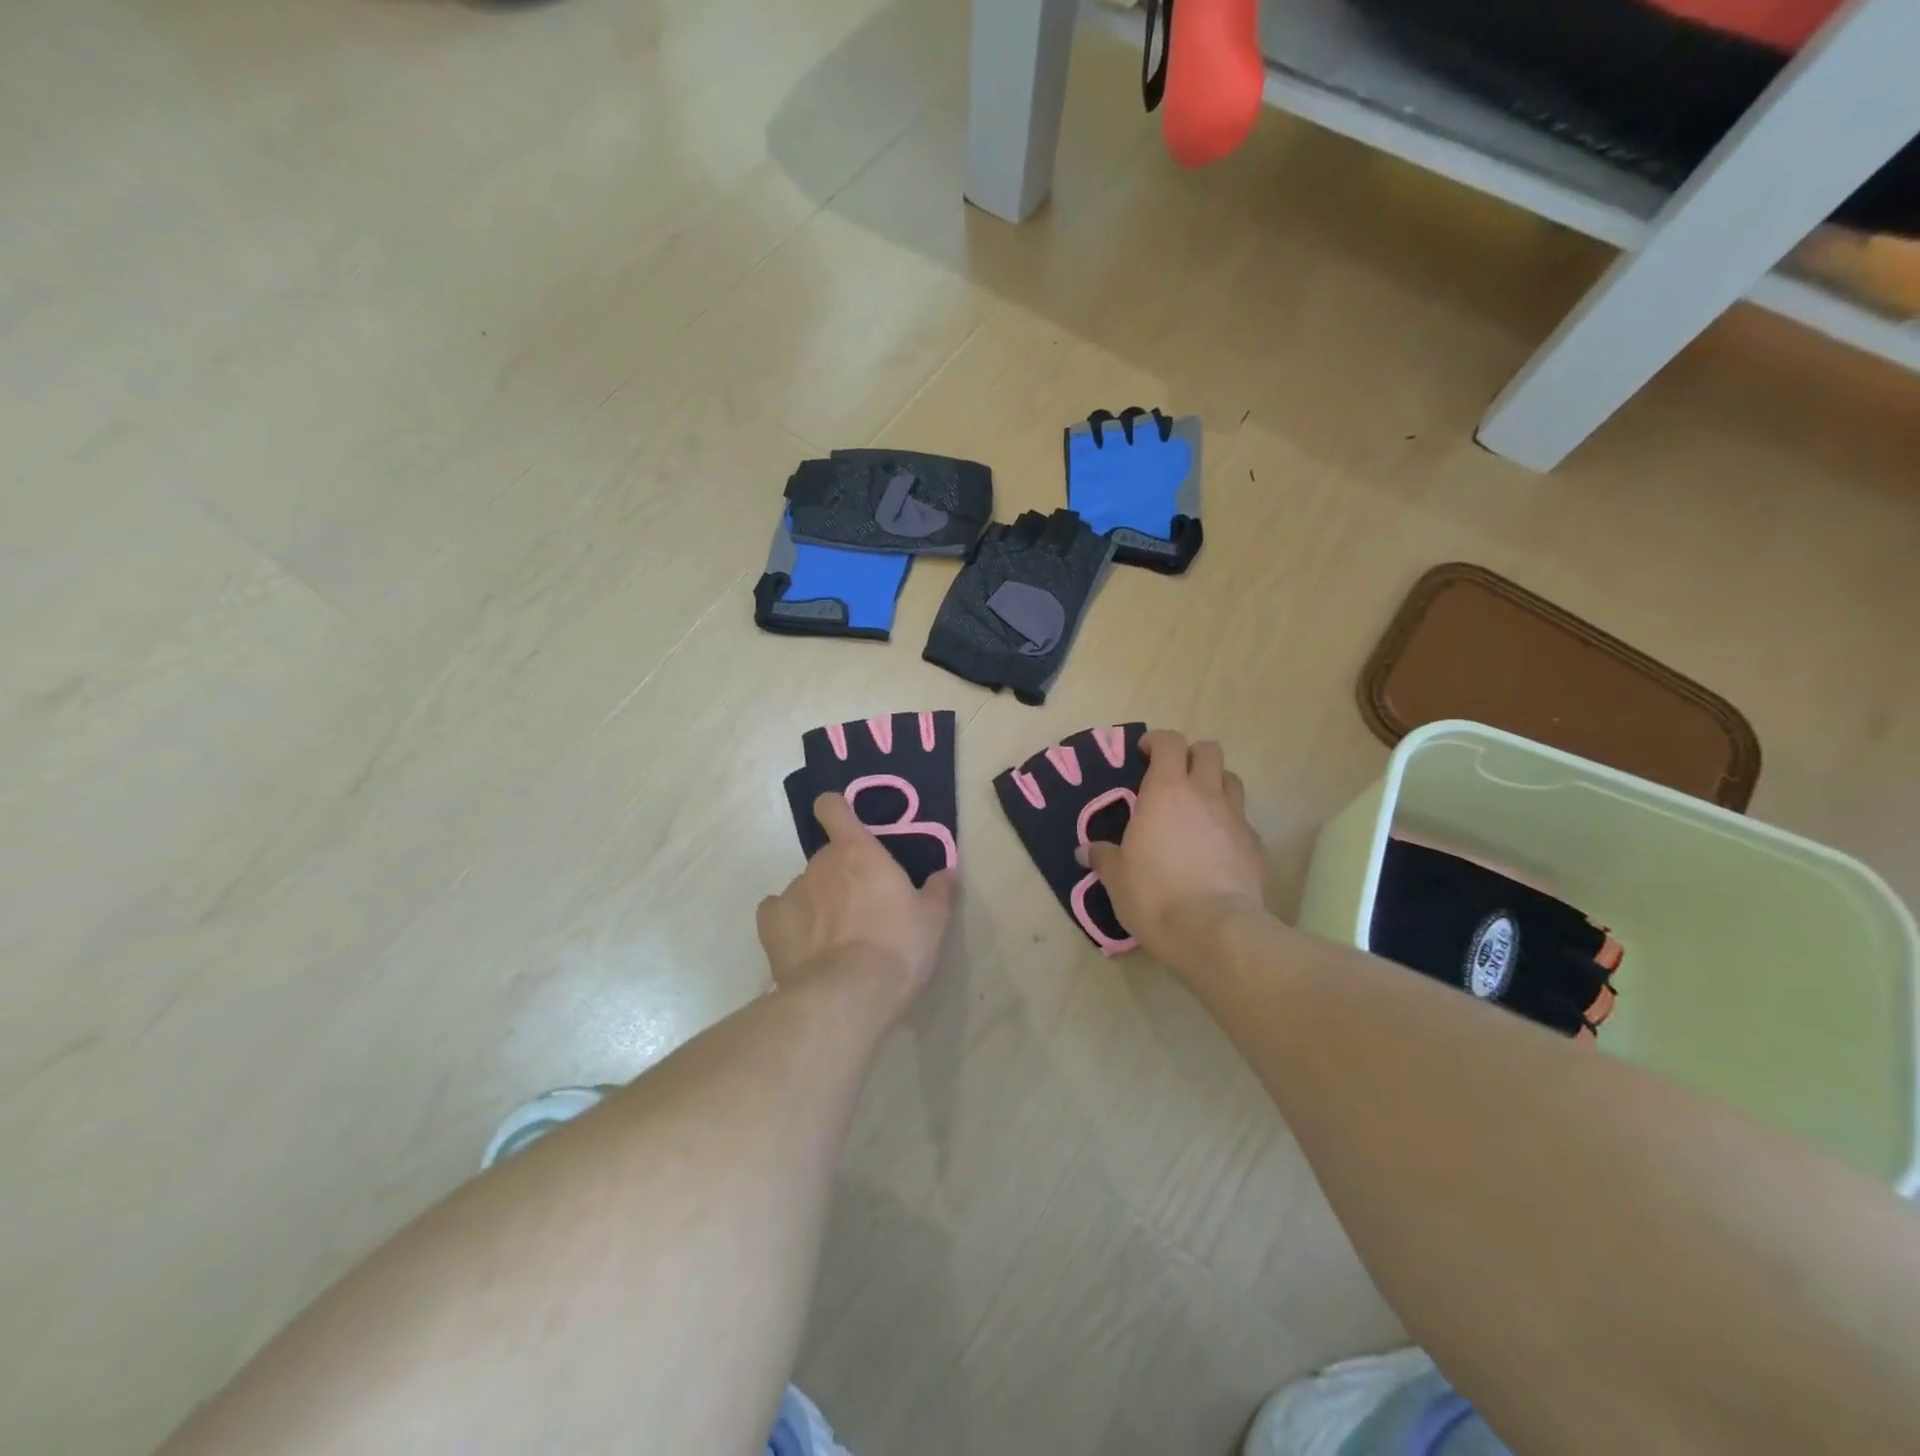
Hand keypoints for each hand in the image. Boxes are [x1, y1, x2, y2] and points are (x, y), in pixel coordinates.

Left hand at [757, 793, 955, 1009]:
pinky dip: (791, 923)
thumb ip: (940, 890)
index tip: (846, 825)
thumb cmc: (897, 947)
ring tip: (836, 940)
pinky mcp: (770, 926)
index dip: (836, 811)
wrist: (846, 996)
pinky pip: (779, 913)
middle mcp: (820, 863)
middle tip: (863, 908)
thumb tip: (947, 873)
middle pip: (828, 857)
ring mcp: (791, 893)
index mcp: (858, 851)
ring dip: (819, 902)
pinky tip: (806, 946)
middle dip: (842, 875)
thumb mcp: (933, 920)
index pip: (833, 808)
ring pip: (806, 887)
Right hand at [1082, 731, 1266, 974]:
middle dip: (1191, 756)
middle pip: (1208, 751)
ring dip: (1215, 784)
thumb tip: (1088, 850)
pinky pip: (1243, 820)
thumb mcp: (1116, 878)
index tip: (1144, 753)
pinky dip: (1229, 823)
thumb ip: (1104, 857)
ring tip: (1198, 806)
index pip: (1169, 743)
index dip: (1157, 741)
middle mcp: (1204, 794)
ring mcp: (1235, 818)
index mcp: (1166, 791)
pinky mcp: (1256, 846)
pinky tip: (1216, 846)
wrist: (1213, 930)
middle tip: (1173, 776)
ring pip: (1231, 780)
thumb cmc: (1154, 894)